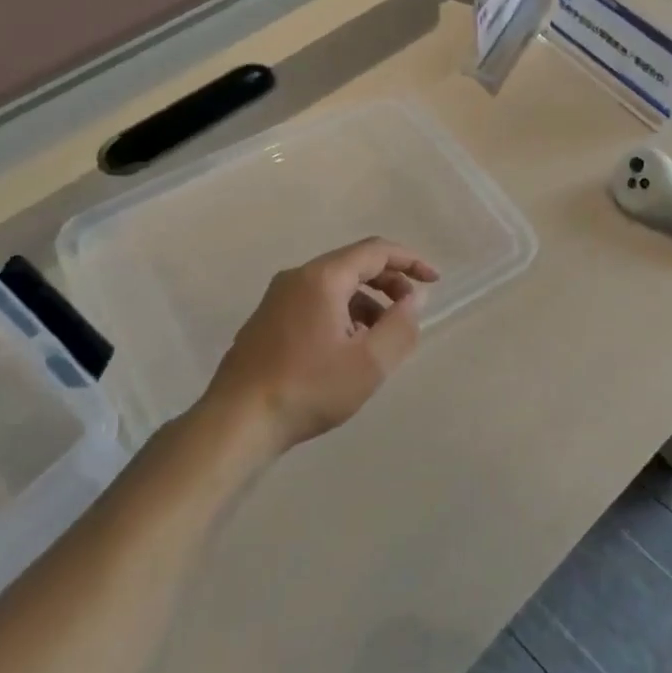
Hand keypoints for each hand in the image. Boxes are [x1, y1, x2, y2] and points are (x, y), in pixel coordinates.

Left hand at [205, 238, 439, 450]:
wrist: (236, 422)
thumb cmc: (308, 388)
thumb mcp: (369, 363)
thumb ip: (400, 325)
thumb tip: (414, 298)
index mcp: (322, 278)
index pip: (375, 251)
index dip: (410, 261)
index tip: (435, 281)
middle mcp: (297, 278)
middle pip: (353, 265)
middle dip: (389, 283)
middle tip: (410, 312)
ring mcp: (277, 299)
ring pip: (334, 287)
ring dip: (366, 303)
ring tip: (381, 339)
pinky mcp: (267, 321)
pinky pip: (315, 303)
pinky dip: (342, 315)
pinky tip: (348, 350)